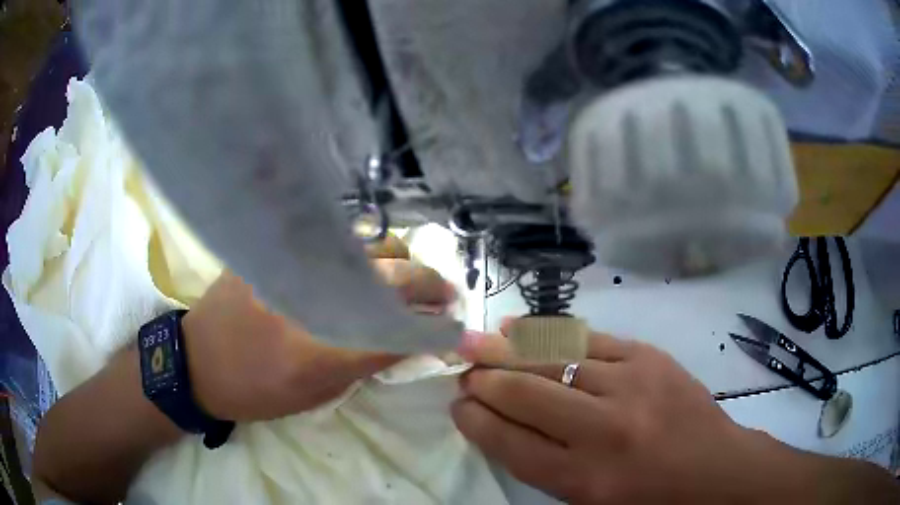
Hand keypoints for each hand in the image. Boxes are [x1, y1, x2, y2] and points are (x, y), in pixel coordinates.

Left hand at [185, 235, 453, 421]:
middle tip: (443, 294)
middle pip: (388, 278)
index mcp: (316, 350)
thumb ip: (363, 363)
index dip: (433, 329)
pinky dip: (363, 248)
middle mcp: (307, 298)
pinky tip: (370, 260)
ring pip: (365, 245)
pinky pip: (333, 237)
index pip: (394, 332)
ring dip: (398, 260)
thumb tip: (407, 338)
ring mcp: (288, 263)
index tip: (455, 326)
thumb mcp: (313, 394)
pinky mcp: (273, 247)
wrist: (198, 361)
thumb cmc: (256, 390)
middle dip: (427, 285)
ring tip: (408, 274)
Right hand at [452, 327, 789, 503]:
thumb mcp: (588, 503)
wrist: (715, 471)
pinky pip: (589, 339)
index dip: (475, 420)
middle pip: (526, 395)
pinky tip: (523, 328)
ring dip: (508, 351)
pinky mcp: (650, 357)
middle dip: (484, 381)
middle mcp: (606, 431)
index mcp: (586, 480)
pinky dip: (550, 333)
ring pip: (554, 359)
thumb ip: (543, 467)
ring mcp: (632, 386)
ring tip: (478, 343)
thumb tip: (499, 424)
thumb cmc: (648, 501)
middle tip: (461, 370)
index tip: (456, 405)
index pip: (511, 443)